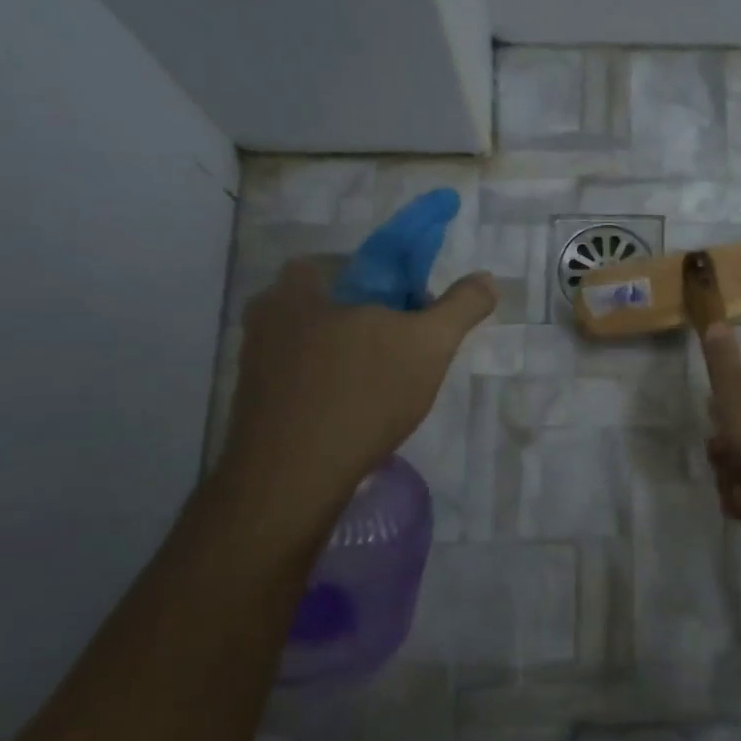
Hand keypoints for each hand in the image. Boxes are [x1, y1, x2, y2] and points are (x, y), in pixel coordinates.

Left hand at [218, 257, 494, 529]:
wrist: (293, 475)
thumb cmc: (363, 395)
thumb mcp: (428, 345)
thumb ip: (461, 307)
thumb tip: (487, 279)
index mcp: (299, 287)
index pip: (348, 264)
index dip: (385, 282)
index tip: (412, 311)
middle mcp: (266, 315)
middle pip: (330, 303)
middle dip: (366, 320)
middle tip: (402, 349)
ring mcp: (253, 360)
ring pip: (314, 342)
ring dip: (346, 355)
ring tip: (384, 385)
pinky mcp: (253, 400)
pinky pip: (300, 378)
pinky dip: (327, 386)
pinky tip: (354, 411)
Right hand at [701, 324, 740, 524]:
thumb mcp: (732, 387)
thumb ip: (721, 358)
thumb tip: (716, 321)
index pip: (733, 394)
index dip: (719, 410)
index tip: (715, 421)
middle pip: (731, 435)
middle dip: (723, 454)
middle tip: (726, 457)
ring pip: (737, 466)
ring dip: (731, 481)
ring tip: (740, 488)